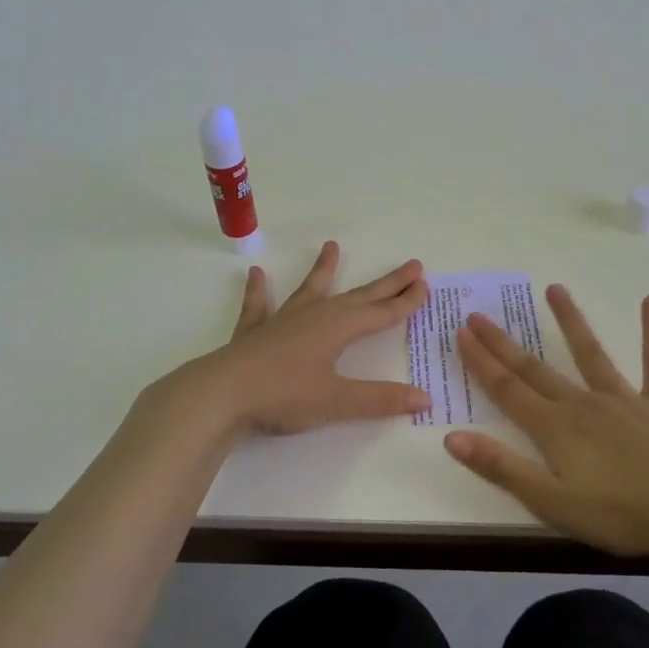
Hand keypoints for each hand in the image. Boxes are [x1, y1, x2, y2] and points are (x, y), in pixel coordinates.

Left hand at [204, 241, 431, 433]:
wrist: (222, 394)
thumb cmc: (284, 395)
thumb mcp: (337, 401)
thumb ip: (380, 400)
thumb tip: (424, 398)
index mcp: (338, 328)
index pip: (381, 313)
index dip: (406, 302)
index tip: (425, 285)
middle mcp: (314, 316)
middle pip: (358, 296)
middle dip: (386, 283)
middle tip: (411, 265)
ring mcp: (282, 321)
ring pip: (310, 290)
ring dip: (323, 270)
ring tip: (331, 246)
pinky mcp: (253, 333)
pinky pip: (259, 306)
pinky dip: (259, 291)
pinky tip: (256, 274)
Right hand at [444, 285, 648, 561]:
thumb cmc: (620, 515)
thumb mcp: (551, 502)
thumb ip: (502, 468)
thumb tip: (452, 437)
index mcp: (555, 429)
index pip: (508, 390)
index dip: (481, 362)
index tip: (461, 333)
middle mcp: (583, 404)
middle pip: (535, 369)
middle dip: (504, 343)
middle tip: (479, 314)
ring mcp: (624, 400)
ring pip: (590, 353)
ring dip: (570, 321)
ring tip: (555, 288)